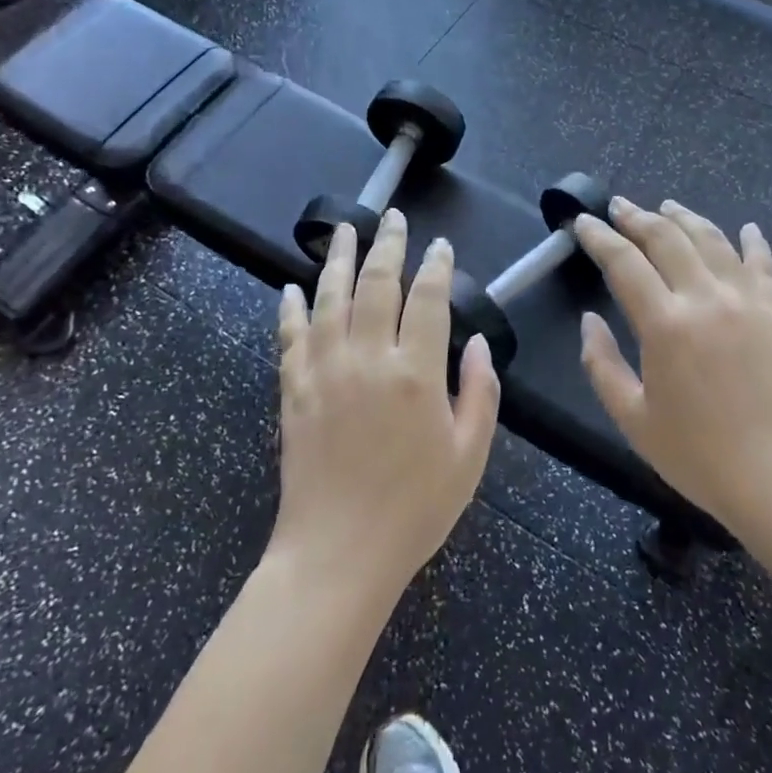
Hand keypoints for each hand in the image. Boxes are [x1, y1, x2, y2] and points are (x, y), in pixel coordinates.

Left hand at [272, 211, 500, 599]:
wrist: (337, 554)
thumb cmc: (414, 509)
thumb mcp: (469, 456)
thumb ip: (481, 394)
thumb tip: (480, 344)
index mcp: (416, 374)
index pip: (429, 300)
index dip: (437, 266)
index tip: (441, 246)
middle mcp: (368, 359)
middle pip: (377, 284)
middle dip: (388, 245)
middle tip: (393, 218)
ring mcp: (324, 371)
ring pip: (330, 298)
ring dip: (338, 258)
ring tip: (344, 228)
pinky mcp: (293, 390)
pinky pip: (290, 337)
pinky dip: (291, 308)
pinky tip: (292, 287)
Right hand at [574, 198, 771, 547]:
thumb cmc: (701, 456)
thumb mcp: (633, 419)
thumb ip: (602, 365)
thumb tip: (589, 320)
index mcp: (665, 324)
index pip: (624, 262)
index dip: (599, 237)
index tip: (582, 222)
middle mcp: (706, 298)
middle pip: (667, 238)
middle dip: (637, 217)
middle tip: (618, 206)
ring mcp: (748, 300)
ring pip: (712, 240)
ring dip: (685, 218)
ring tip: (667, 206)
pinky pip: (763, 263)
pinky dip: (751, 240)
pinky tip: (745, 228)